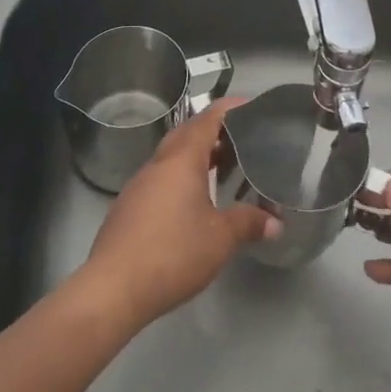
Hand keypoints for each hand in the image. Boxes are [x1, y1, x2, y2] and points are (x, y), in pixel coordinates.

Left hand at [78, 98, 279, 330]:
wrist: (114, 287)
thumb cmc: (173, 252)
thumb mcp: (220, 239)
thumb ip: (248, 223)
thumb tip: (275, 222)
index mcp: (181, 160)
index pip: (207, 120)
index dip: (228, 109)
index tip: (248, 104)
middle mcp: (158, 165)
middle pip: (185, 134)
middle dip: (211, 130)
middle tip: (239, 137)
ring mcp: (138, 185)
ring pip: (170, 158)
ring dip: (194, 155)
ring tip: (220, 166)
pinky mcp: (128, 208)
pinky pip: (159, 179)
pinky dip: (179, 178)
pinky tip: (190, 201)